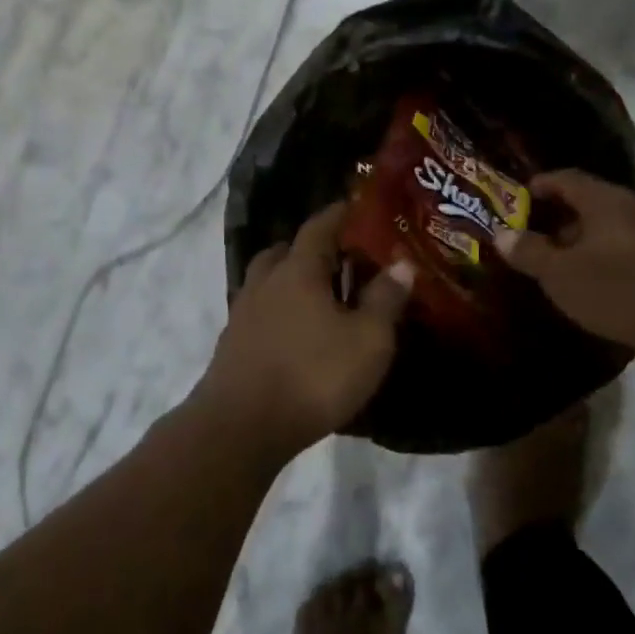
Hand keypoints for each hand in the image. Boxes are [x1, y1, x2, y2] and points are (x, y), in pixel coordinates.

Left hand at [196, 203, 414, 453]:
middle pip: (285, 250)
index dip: (338, 214)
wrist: (242, 426)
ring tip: (318, 294)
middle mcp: (265, 282)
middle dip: (311, 247)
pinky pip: (259, 310)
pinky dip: (278, 309)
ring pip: (267, 280)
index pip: (319, 227)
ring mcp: (243, 312)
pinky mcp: (233, 343)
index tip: (355, 206)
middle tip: (339, 255)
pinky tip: (294, 331)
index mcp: (298, 270)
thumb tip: (401, 262)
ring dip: (290, 278)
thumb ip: (385, 299)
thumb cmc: (313, 376)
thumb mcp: (368, 341)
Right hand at [492, 169, 634, 355]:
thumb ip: (530, 252)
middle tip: (538, 238)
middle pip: (591, 202)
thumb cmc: (620, 288)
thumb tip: (502, 234)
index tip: (520, 198)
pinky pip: (634, 246)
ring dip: (589, 240)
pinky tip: (605, 280)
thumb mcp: (562, 274)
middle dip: (562, 218)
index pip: (566, 178)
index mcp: (604, 200)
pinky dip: (613, 255)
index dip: (540, 185)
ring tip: (568, 264)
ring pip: (614, 226)